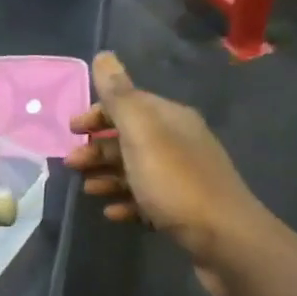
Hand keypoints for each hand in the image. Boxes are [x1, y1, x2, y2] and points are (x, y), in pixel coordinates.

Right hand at [65, 53, 269, 295]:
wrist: (225, 240)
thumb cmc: (177, 182)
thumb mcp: (142, 134)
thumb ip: (120, 96)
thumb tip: (104, 55)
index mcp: (171, 119)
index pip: (130, 103)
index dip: (98, 113)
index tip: (71, 130)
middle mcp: (179, 142)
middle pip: (130, 138)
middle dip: (98, 148)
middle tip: (71, 164)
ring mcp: (183, 177)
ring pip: (136, 169)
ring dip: (108, 176)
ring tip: (87, 190)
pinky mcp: (184, 210)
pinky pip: (147, 199)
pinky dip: (127, 201)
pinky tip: (112, 213)